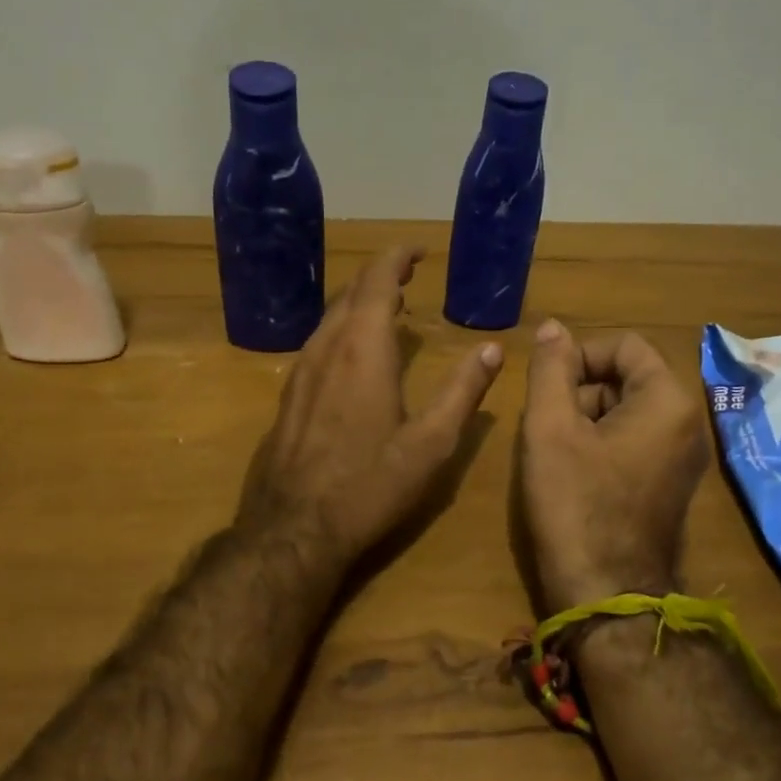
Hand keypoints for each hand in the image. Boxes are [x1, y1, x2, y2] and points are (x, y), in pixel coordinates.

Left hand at [240, 246, 502, 571]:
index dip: (397, 257)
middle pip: (350, 295)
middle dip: (380, 277)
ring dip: (358, 305)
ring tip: (386, 309)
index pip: (377, 281)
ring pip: (329, 320)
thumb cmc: (370, 486)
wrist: (294, 529)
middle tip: (408, 276)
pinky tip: (350, 356)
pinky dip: (340, 332)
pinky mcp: (287, 398)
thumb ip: (463, 392)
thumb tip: (493, 349)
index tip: (419, 250)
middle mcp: (326, 350)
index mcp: (363, 350)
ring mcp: (299, 373)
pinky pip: (316, 346)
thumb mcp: (431, 443)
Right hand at [519, 319, 709, 609]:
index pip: (624, 346)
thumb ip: (551, 370)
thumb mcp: (550, 429)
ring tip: (554, 453)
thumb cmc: (576, 506)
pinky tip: (572, 475)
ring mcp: (682, 460)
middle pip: (627, 378)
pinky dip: (599, 446)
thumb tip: (553, 328)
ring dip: (585, 419)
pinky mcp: (669, 487)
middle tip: (545, 425)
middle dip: (580, 390)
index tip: (545, 386)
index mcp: (667, 402)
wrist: (607, 597)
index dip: (578, 355)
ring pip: (626, 412)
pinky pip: (633, 444)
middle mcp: (687, 425)